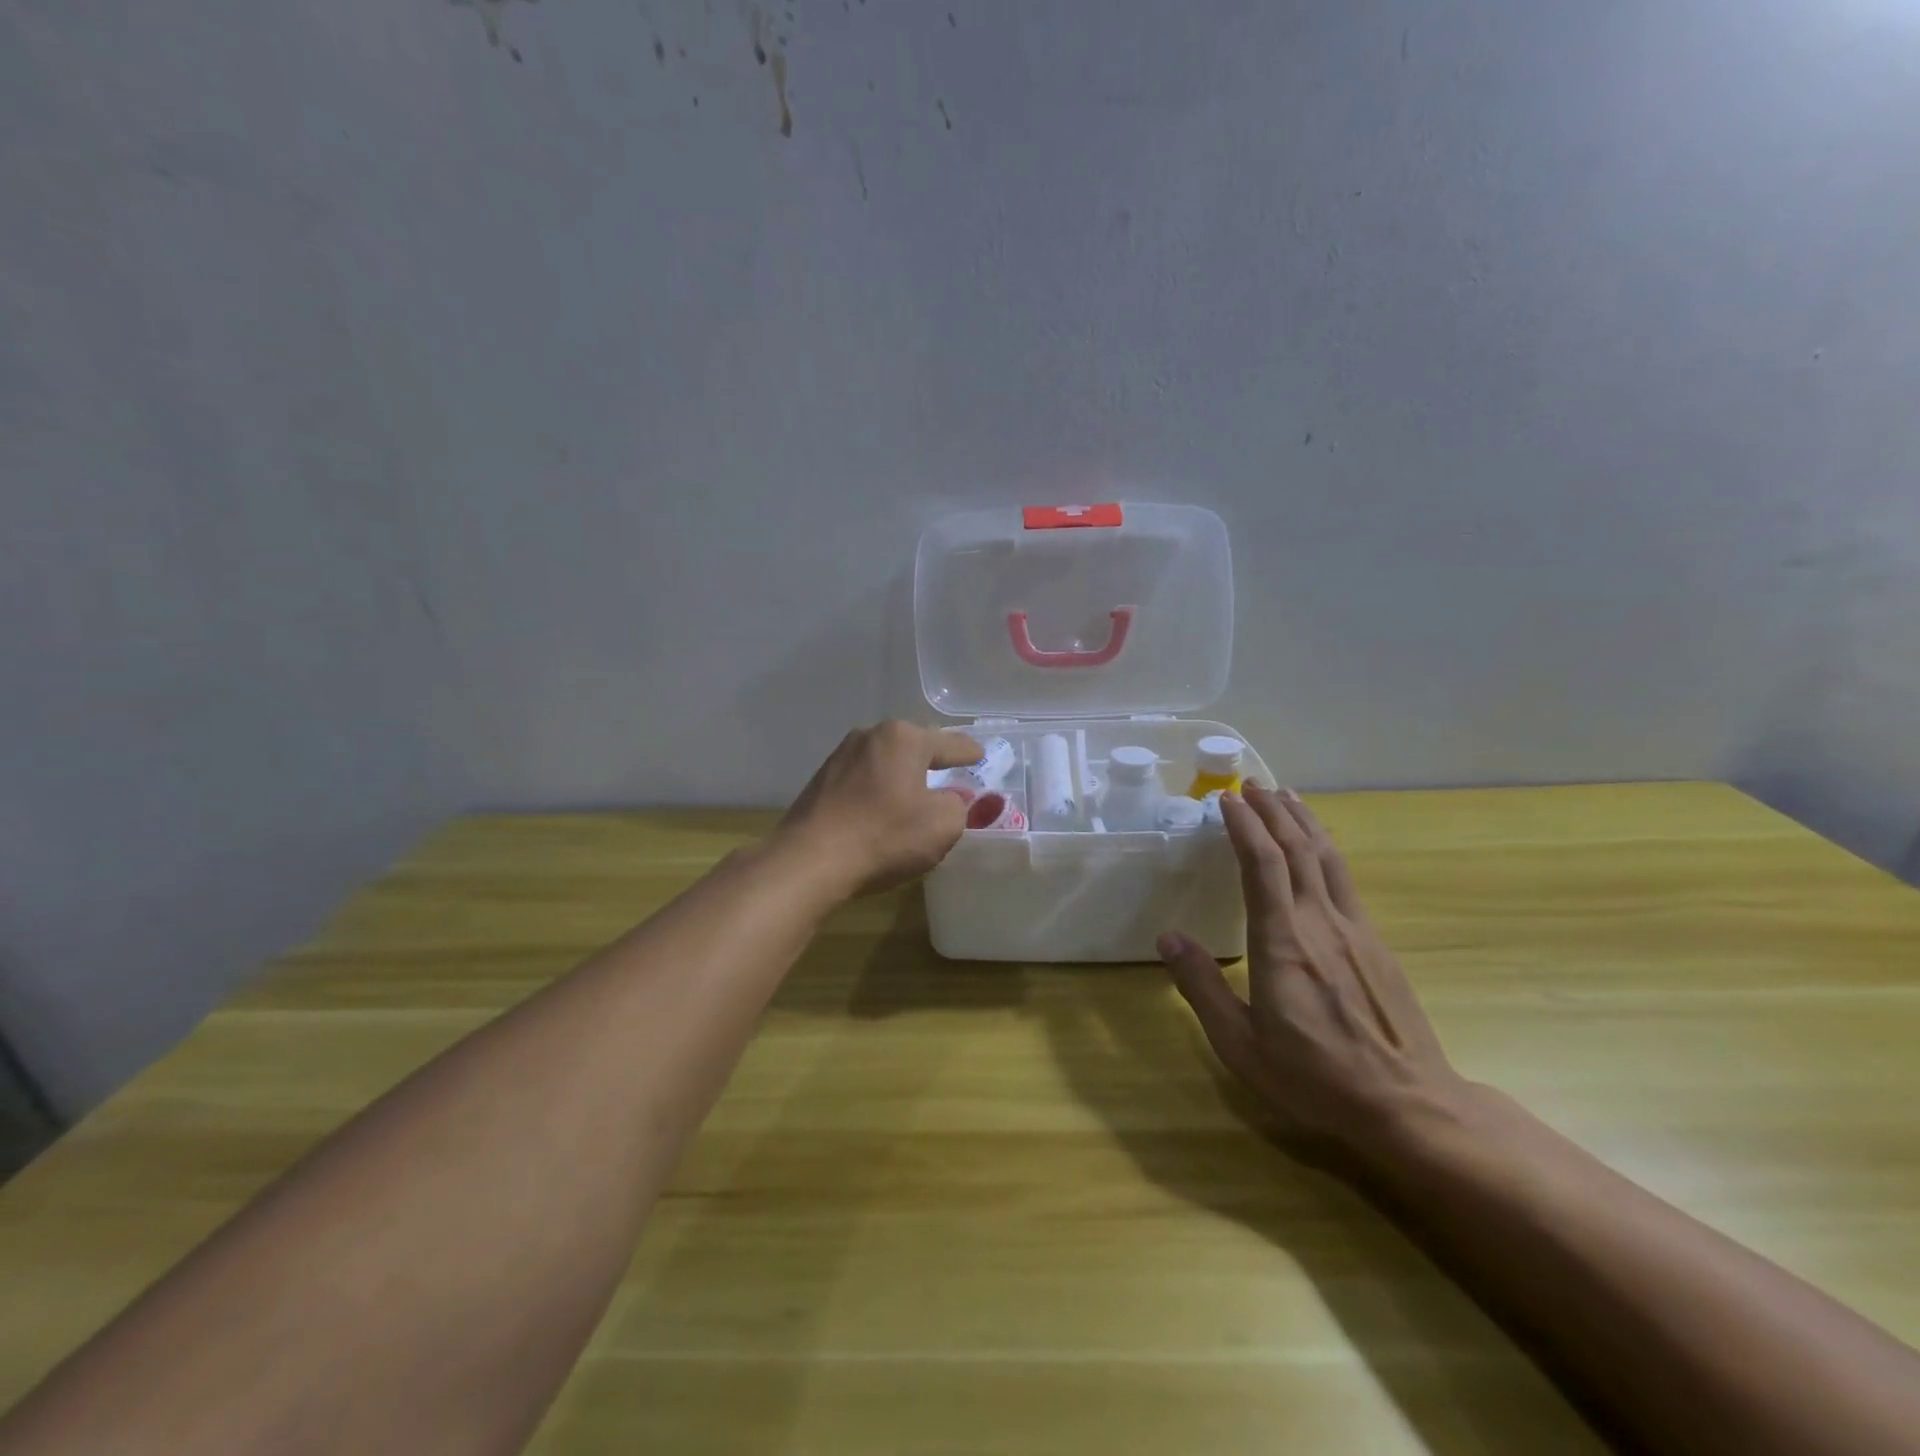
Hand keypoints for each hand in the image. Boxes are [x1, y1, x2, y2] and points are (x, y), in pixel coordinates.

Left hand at [778, 721, 981, 897]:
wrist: (809, 861)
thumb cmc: (885, 836)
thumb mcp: (943, 824)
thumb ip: (959, 805)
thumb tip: (949, 799)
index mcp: (904, 738)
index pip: (949, 743)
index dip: (969, 752)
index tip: (980, 756)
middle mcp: (870, 736)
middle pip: (913, 747)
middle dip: (932, 761)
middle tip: (951, 775)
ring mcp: (840, 757)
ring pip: (885, 763)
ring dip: (902, 777)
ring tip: (915, 796)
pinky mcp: (820, 781)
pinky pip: (863, 781)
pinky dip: (878, 791)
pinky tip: (881, 812)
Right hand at [1158, 783, 1467, 1154]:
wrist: (1410, 1105)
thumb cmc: (1315, 1076)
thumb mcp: (1241, 1043)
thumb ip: (1202, 986)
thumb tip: (1169, 937)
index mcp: (1283, 942)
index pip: (1262, 864)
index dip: (1245, 825)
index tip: (1226, 799)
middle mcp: (1320, 922)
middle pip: (1297, 848)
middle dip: (1272, 811)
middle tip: (1249, 784)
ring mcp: (1354, 929)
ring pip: (1326, 857)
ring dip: (1303, 821)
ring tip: (1284, 796)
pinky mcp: (1376, 943)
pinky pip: (1344, 879)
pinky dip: (1325, 848)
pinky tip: (1318, 848)